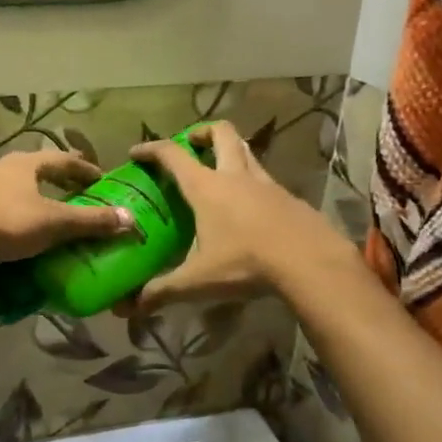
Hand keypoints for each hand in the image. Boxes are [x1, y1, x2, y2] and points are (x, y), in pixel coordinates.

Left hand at [0, 149, 134, 281]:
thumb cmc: (4, 221)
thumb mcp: (53, 222)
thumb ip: (90, 221)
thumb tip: (130, 219)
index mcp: (28, 163)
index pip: (65, 160)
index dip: (86, 169)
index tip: (103, 180)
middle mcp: (6, 169)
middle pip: (41, 172)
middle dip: (62, 183)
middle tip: (82, 197)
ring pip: (21, 190)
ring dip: (41, 201)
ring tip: (57, 218)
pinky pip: (6, 210)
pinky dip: (23, 219)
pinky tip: (27, 236)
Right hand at [129, 122, 350, 311]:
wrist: (311, 263)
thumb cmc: (246, 264)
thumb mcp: (198, 281)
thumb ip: (162, 291)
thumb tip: (130, 307)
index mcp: (207, 187)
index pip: (173, 155)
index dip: (152, 149)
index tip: (136, 152)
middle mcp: (236, 176)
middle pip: (221, 133)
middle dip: (202, 133)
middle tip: (190, 147)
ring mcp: (267, 184)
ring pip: (247, 152)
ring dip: (231, 153)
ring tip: (219, 174)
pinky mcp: (290, 198)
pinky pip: (266, 180)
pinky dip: (252, 184)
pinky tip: (250, 210)